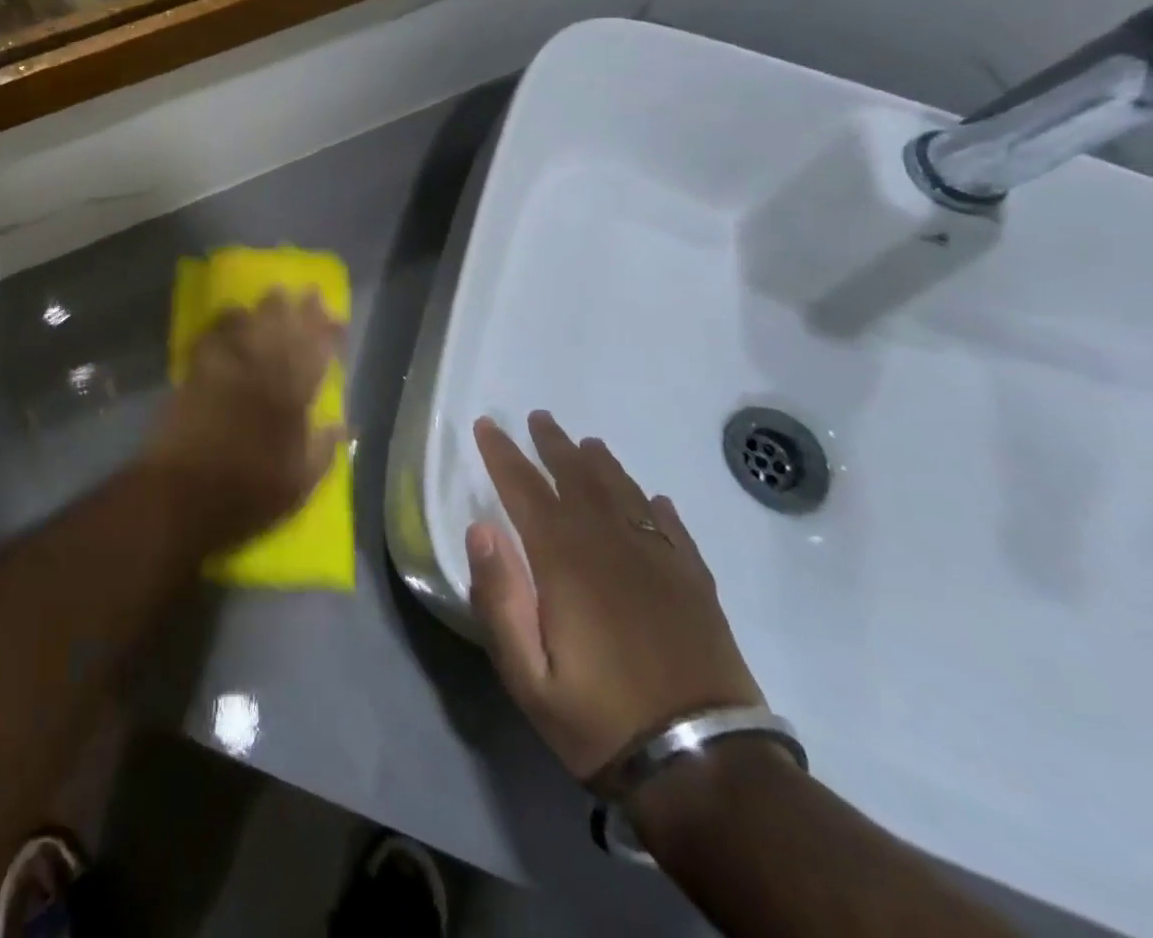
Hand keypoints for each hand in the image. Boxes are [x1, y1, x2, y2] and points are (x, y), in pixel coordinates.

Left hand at [145, 290, 345, 552]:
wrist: (181, 496)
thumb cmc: (246, 496)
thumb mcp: (298, 485)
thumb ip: (322, 450)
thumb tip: (341, 422)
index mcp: (290, 401)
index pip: (315, 356)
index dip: (326, 333)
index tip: (336, 317)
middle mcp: (260, 376)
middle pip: (282, 332)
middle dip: (297, 310)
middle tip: (305, 292)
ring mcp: (225, 371)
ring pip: (249, 327)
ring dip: (263, 309)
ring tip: (274, 294)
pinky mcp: (195, 374)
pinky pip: (213, 337)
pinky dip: (224, 323)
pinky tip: (231, 315)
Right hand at [466, 412, 761, 781]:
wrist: (709, 772)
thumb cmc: (601, 722)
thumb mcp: (527, 675)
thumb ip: (499, 598)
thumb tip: (480, 528)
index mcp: (565, 562)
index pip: (525, 489)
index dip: (503, 454)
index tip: (486, 425)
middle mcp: (612, 547)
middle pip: (578, 480)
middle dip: (553, 445)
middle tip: (538, 417)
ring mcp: (660, 564)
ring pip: (625, 495)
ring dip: (602, 465)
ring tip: (587, 444)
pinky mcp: (696, 588)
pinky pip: (673, 531)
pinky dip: (657, 508)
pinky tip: (653, 499)